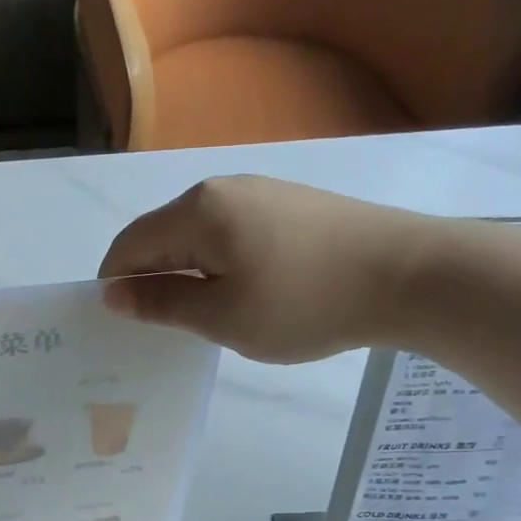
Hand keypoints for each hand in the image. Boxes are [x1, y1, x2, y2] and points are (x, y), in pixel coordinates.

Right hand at [98, 175, 443, 362]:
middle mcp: (222, 189)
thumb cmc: (303, 302)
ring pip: (199, 236)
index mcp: (197, 211)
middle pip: (163, 236)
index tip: (119, 325)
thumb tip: (112, 294)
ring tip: (205, 317)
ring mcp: (260, 193)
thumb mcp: (223, 316)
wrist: (408, 275)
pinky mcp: (290, 206)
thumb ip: (162, 304)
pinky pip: (232, 234)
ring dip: (187, 274)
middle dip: (152, 280)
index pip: (130, 244)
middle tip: (162, 330)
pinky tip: (244, 295)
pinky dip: (220, 265)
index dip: (115, 284)